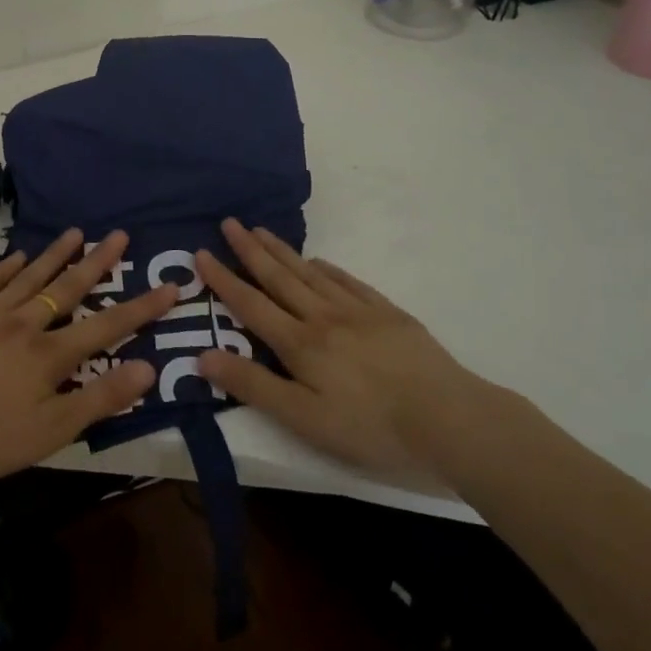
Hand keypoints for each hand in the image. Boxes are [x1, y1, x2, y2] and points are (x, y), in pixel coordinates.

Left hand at [0, 229, 177, 483]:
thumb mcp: (51, 431)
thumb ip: (100, 398)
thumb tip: (148, 369)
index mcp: (49, 354)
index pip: (106, 326)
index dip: (140, 307)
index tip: (170, 286)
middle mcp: (24, 324)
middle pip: (67, 288)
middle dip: (97, 262)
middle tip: (118, 234)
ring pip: (29, 278)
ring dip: (55, 255)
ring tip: (75, 232)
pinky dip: (4, 268)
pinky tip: (16, 256)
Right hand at [194, 219, 480, 483]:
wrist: (449, 419)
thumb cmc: (371, 428)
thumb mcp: (304, 419)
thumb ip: (253, 386)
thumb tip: (203, 356)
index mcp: (300, 344)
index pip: (251, 304)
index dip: (224, 279)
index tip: (201, 253)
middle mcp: (323, 317)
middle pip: (279, 278)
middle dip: (250, 250)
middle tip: (229, 222)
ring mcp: (358, 311)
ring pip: (310, 273)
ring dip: (282, 251)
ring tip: (262, 231)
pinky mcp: (387, 314)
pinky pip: (347, 281)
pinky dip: (326, 268)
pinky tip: (318, 262)